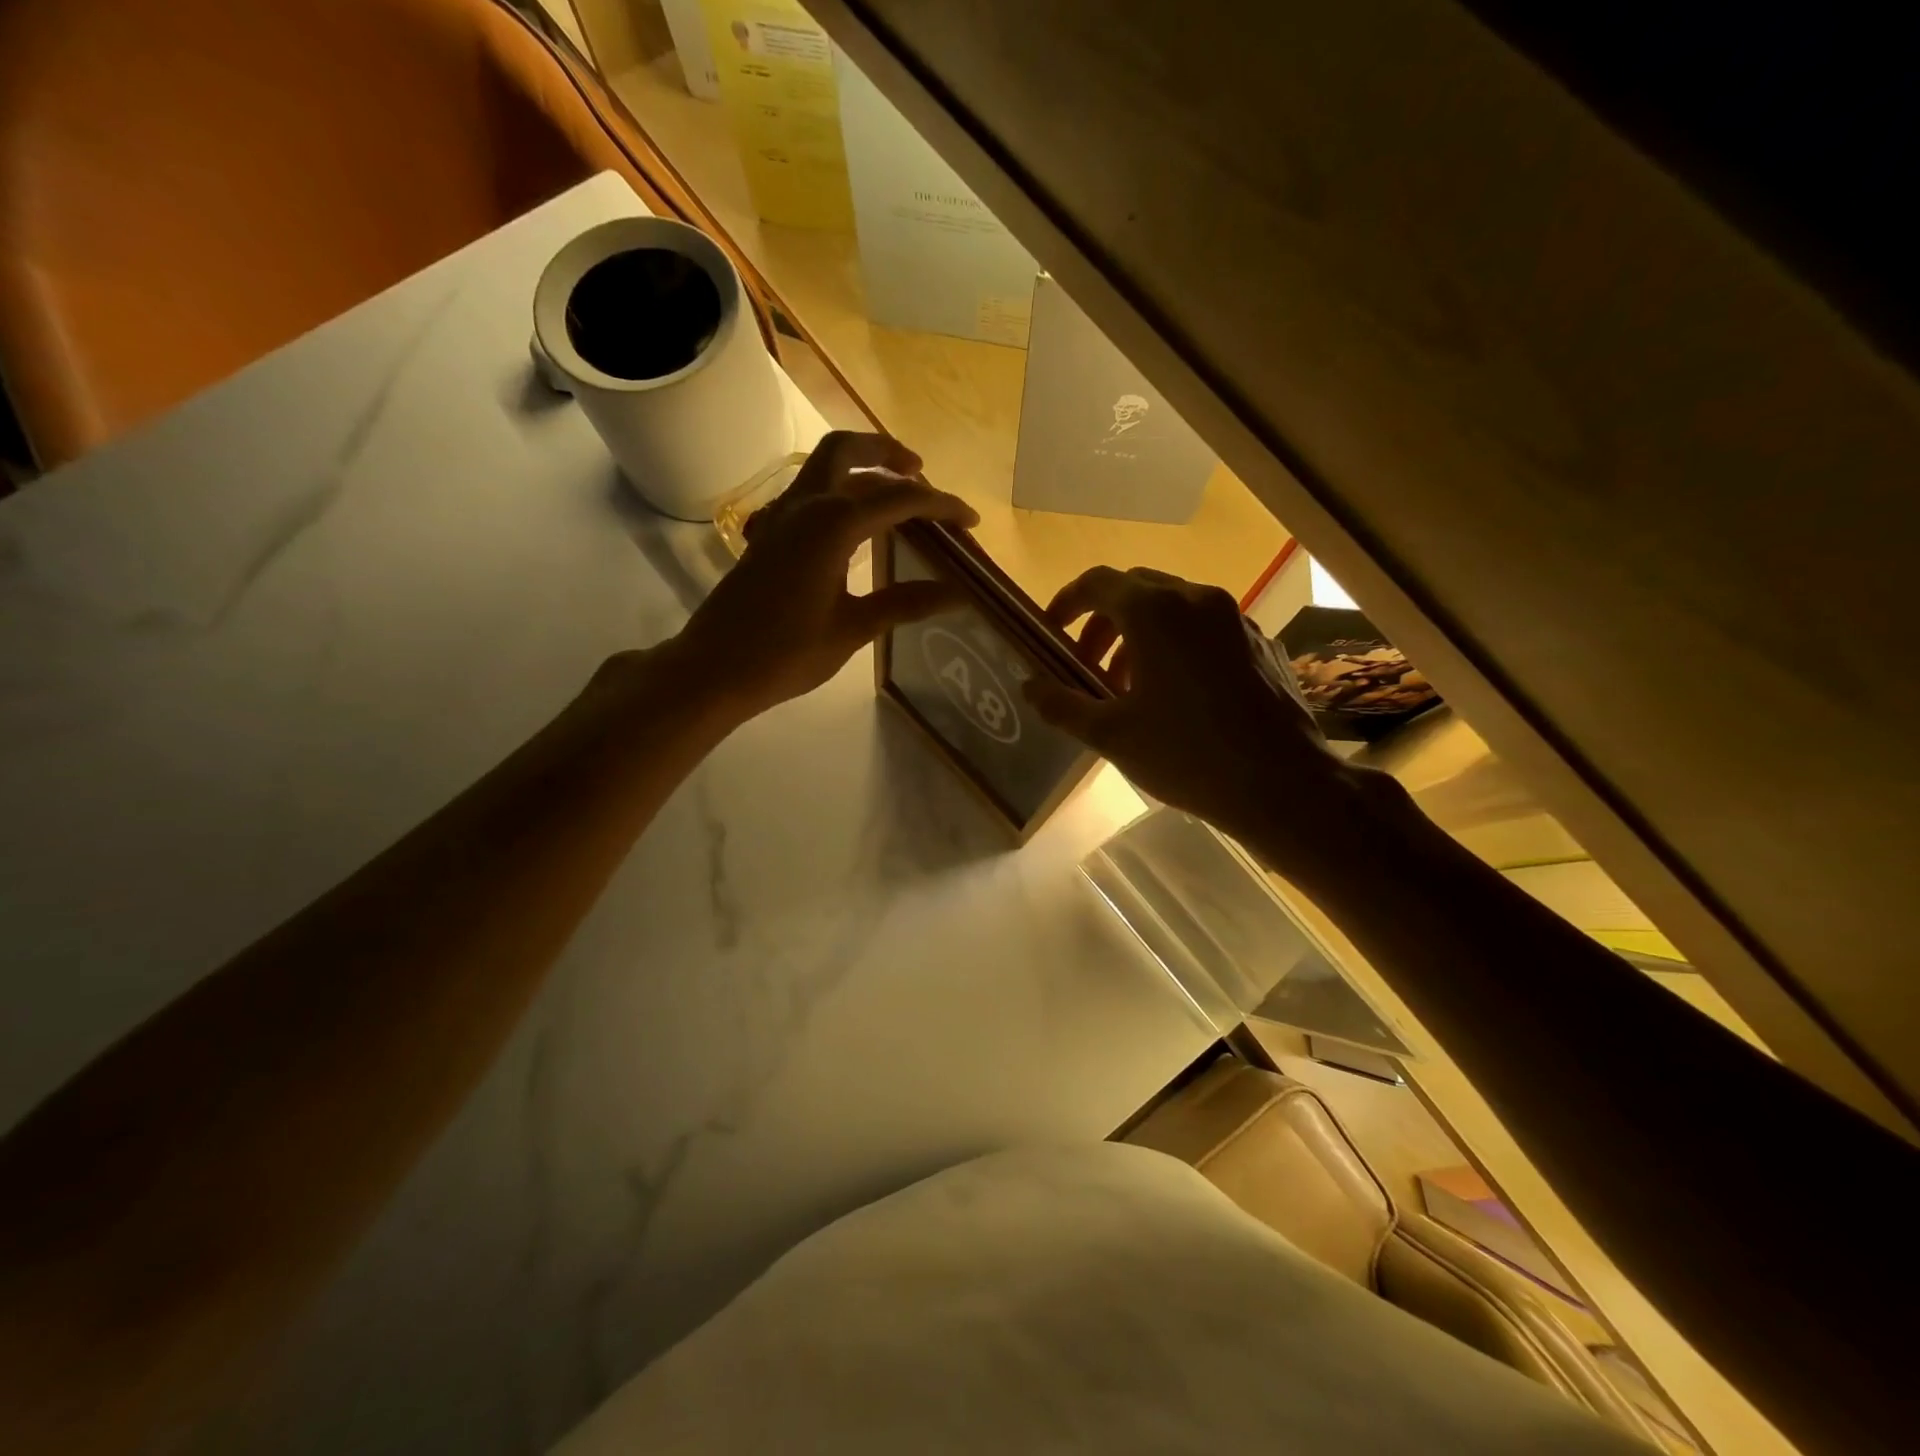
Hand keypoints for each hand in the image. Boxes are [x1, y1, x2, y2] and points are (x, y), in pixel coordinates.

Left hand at [673, 432, 978, 715]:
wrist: (715, 668)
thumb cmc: (786, 653)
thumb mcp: (853, 629)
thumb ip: (904, 602)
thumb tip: (957, 593)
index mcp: (832, 524)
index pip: (898, 498)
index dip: (940, 506)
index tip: (970, 521)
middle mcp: (805, 506)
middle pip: (848, 452)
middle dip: (889, 454)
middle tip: (922, 474)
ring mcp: (780, 516)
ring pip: (822, 465)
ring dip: (860, 465)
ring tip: (894, 488)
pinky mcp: (767, 534)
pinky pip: (807, 492)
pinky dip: (836, 489)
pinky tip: (850, 523)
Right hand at [1026, 566, 1362, 854]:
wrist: (1284, 785)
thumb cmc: (1187, 755)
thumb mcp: (1111, 735)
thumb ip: (1062, 704)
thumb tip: (1029, 686)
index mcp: (1156, 612)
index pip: (1097, 583)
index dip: (1066, 603)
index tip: (1051, 632)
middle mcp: (1197, 599)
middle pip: (1135, 590)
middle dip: (1102, 623)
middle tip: (1086, 666)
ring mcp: (1235, 619)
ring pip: (1173, 608)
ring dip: (1139, 636)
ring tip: (1128, 687)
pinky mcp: (1260, 642)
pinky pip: (1206, 629)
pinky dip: (1177, 646)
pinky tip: (1178, 695)